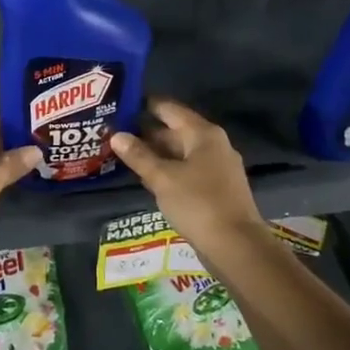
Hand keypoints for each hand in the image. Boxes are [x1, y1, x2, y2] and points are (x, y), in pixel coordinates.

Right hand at [111, 99, 262, 250]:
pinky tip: (147, 177)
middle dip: (146, 132)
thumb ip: (139, 155)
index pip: (169, 109)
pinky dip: (167, 170)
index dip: (144, 105)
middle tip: (114, 131)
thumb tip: (116, 135)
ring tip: (123, 153)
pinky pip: (186, 170)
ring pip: (180, 152)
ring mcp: (216, 167)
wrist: (235, 245)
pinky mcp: (215, 188)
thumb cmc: (198, 203)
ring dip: (155, 153)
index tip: (120, 104)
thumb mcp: (162, 178)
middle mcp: (213, 144)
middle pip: (175, 130)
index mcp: (203, 133)